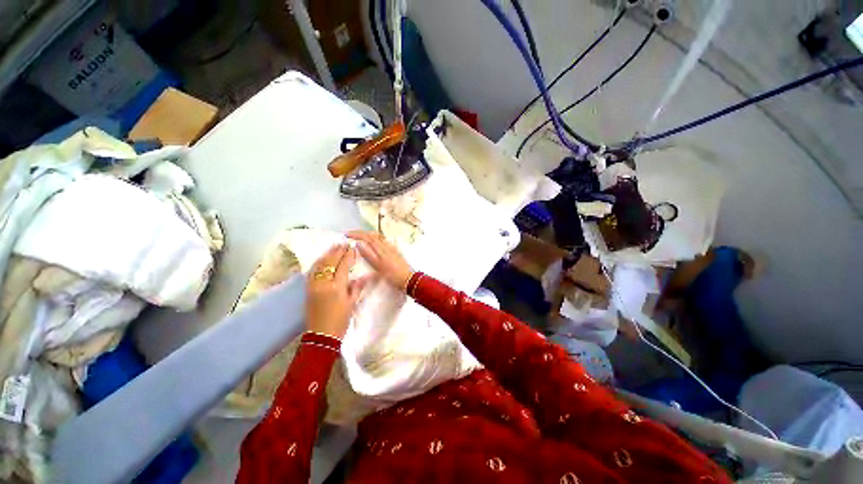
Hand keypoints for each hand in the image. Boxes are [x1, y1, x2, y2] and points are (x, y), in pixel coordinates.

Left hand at [306, 244, 372, 338]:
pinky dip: (319, 262)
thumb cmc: (340, 320)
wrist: (321, 335)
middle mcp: (323, 283)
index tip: (352, 248)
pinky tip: (323, 258)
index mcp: (336, 287)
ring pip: (320, 265)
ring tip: (334, 246)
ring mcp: (313, 285)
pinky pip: (313, 271)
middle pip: (330, 262)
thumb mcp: (352, 303)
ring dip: (327, 254)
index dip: (348, 256)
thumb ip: (357, 287)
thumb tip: (366, 276)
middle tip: (344, 243)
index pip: (343, 266)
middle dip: (337, 251)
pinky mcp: (308, 289)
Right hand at [347, 231, 412, 291]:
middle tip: (351, 235)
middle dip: (361, 233)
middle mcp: (386, 245)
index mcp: (381, 248)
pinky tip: (375, 243)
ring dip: (368, 235)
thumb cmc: (392, 275)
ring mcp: (392, 248)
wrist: (408, 279)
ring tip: (360, 238)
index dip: (356, 234)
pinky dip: (376, 240)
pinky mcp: (395, 251)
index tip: (346, 235)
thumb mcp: (378, 267)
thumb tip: (359, 243)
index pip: (367, 237)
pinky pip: (384, 241)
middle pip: (373, 234)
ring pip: (379, 237)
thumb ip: (369, 254)